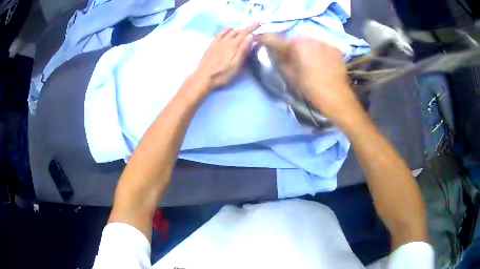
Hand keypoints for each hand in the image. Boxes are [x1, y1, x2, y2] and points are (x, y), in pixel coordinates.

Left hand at [192, 23, 259, 91]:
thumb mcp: (236, 65)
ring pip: (229, 32)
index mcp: (233, 45)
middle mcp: (225, 41)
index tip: (259, 22)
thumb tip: (250, 36)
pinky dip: (226, 30)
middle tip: (253, 29)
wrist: (202, 78)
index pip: (245, 33)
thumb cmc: (221, 74)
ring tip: (243, 30)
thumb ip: (243, 50)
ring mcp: (217, 42)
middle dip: (246, 29)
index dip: (252, 27)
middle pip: (238, 32)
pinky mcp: (212, 45)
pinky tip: (229, 29)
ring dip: (238, 29)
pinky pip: (220, 33)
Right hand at [258, 36, 361, 121]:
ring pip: (310, 43)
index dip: (266, 40)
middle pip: (296, 40)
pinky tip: (322, 63)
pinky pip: (323, 47)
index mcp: (297, 44)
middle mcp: (311, 38)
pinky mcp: (336, 49)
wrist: (336, 96)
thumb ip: (279, 60)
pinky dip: (320, 52)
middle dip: (292, 47)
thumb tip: (273, 52)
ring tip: (309, 62)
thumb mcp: (290, 75)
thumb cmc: (310, 87)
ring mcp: (325, 42)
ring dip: (307, 49)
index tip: (259, 39)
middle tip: (292, 58)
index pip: (277, 39)